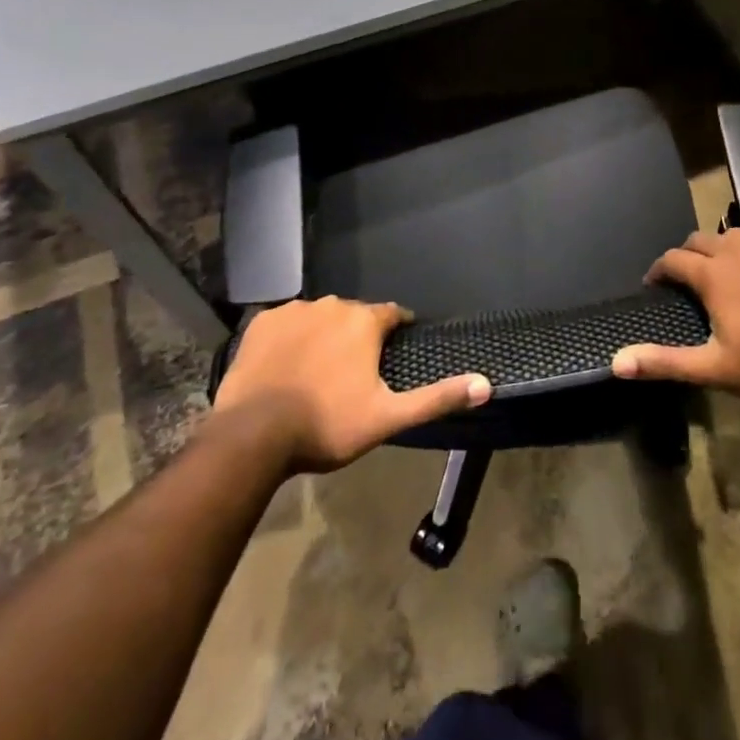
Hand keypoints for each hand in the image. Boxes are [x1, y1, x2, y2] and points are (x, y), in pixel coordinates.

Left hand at [213, 298, 490, 472]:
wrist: (253, 435)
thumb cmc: (327, 425)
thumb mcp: (388, 418)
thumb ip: (437, 399)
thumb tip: (487, 384)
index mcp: (364, 321)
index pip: (391, 314)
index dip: (395, 330)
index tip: (393, 351)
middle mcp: (332, 304)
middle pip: (354, 315)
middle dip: (357, 336)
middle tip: (351, 373)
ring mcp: (293, 311)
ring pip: (319, 317)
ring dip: (324, 335)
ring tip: (316, 371)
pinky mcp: (261, 322)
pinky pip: (285, 323)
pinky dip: (289, 338)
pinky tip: (285, 365)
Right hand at [612, 229, 739, 403]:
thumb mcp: (715, 368)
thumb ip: (665, 361)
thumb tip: (616, 362)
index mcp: (712, 273)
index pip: (672, 259)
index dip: (658, 271)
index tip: (656, 286)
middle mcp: (736, 247)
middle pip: (700, 240)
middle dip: (688, 257)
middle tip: (691, 282)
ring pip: (734, 237)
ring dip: (724, 252)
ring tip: (729, 276)